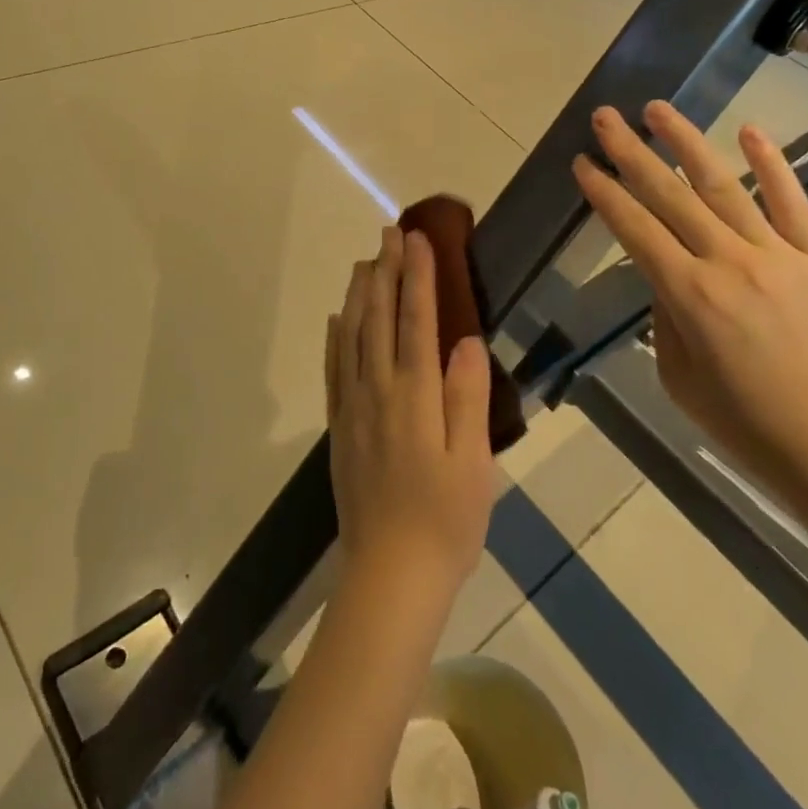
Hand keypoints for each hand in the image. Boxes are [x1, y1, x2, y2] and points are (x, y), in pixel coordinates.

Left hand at [327, 227, 494, 602]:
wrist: (390, 576)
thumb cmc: (445, 520)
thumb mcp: (473, 462)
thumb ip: (467, 396)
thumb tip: (468, 340)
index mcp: (414, 395)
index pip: (416, 320)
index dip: (418, 276)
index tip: (420, 238)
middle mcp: (378, 390)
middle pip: (380, 317)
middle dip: (387, 271)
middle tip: (391, 232)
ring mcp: (353, 407)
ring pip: (352, 335)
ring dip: (360, 294)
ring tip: (365, 261)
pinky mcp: (340, 426)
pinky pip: (334, 368)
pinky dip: (336, 336)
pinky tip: (338, 318)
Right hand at [573, 102, 807, 518]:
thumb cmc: (747, 426)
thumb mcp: (679, 379)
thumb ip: (666, 318)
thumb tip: (666, 276)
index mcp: (689, 296)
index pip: (634, 228)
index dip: (604, 192)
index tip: (582, 162)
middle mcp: (729, 263)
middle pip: (669, 196)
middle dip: (631, 152)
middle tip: (605, 117)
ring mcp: (778, 257)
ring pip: (724, 187)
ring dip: (687, 143)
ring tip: (658, 109)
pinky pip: (793, 206)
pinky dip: (771, 166)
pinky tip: (750, 131)